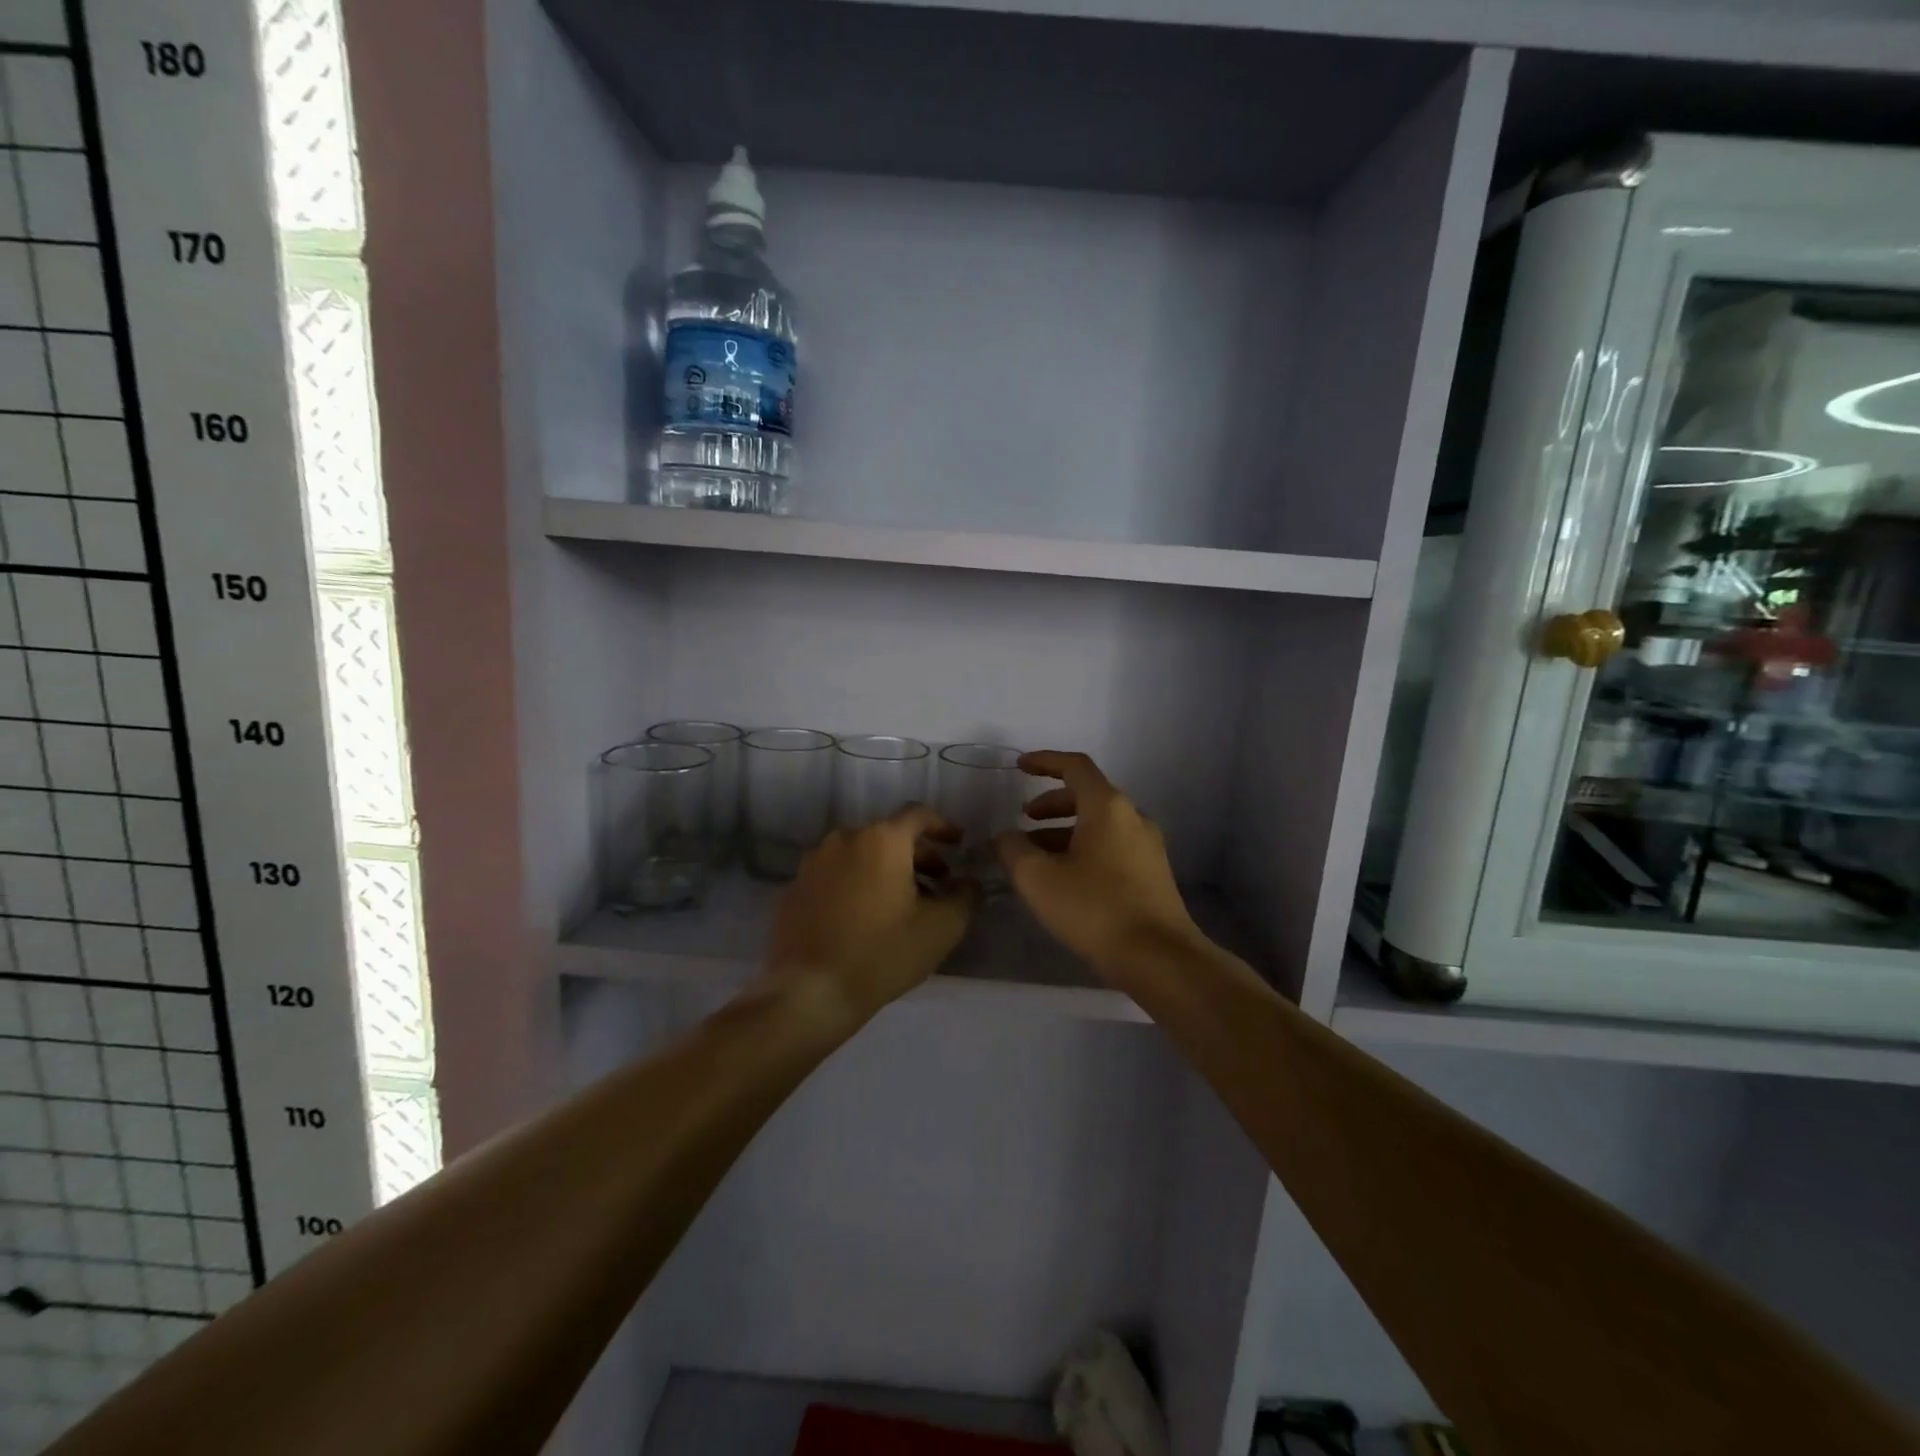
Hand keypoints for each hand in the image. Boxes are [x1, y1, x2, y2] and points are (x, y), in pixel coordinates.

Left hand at [766, 805, 978, 1018]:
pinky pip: (835, 875)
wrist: (808, 992)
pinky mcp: (794, 888)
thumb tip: (968, 881)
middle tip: (938, 884)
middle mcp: (844, 839)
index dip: (943, 826)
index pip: (918, 815)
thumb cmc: (882, 954)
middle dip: (918, 855)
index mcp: (881, 839)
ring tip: (902, 904)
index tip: (958, 843)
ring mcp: (813, 863)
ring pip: (860, 855)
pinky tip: (864, 919)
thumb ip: (964, 896)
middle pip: (888, 835)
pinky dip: (856, 885)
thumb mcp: (941, 928)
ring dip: (886, 870)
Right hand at [994, 751, 1201, 976]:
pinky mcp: (1152, 874)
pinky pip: (1111, 847)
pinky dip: (1083, 849)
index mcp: (1108, 807)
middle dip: (1051, 803)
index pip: (1075, 766)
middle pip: (1088, 795)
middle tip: (1024, 819)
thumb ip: (1012, 850)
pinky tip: (1064, 879)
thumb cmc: (1095, 909)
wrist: (1159, 959)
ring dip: (1064, 831)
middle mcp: (1132, 817)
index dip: (1044, 761)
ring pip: (1099, 824)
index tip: (1019, 767)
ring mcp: (1147, 846)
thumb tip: (1003, 837)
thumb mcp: (1039, 879)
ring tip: (1035, 856)